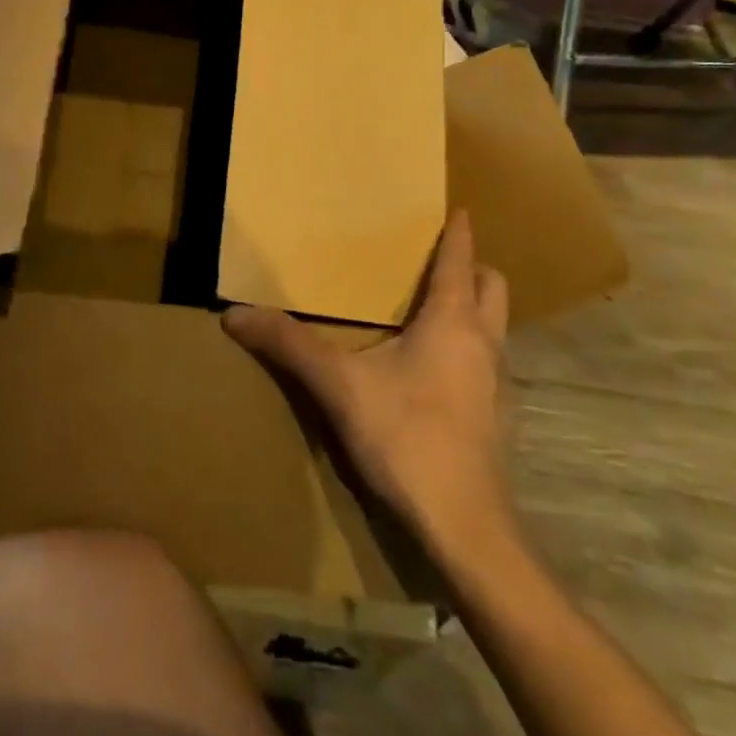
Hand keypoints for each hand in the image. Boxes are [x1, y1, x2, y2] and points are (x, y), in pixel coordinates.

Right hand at [222, 210, 513, 546]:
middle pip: (493, 286)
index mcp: (453, 321)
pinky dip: (472, 350)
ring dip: (474, 309)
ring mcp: (500, 383)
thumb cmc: (406, 437)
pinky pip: (491, 363)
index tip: (455, 208)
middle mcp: (486, 343)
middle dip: (472, 267)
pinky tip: (436, 374)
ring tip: (432, 312)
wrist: (465, 526)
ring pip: (496, 326)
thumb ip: (289, 345)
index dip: (458, 231)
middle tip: (436, 263)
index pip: (461, 259)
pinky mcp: (500, 417)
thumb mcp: (338, 386)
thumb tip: (235, 314)